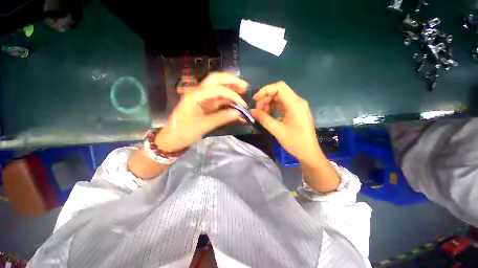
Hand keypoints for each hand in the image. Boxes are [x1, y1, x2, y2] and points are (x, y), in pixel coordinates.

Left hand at [155, 73, 248, 151]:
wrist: (173, 138)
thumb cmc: (184, 132)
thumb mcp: (203, 126)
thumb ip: (221, 118)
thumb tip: (238, 113)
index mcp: (195, 96)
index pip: (216, 89)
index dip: (231, 95)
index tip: (242, 104)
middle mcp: (198, 92)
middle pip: (215, 80)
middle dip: (231, 81)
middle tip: (244, 86)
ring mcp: (202, 98)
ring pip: (217, 87)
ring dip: (230, 87)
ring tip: (243, 90)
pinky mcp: (205, 104)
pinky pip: (218, 98)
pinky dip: (227, 98)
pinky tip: (235, 101)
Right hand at [251, 82, 320, 160]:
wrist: (308, 152)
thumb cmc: (295, 142)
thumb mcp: (277, 130)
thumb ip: (263, 119)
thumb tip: (251, 111)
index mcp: (295, 104)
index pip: (279, 87)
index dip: (265, 90)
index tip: (255, 100)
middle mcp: (297, 101)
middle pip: (279, 92)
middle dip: (265, 98)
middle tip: (257, 110)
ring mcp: (297, 106)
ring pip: (279, 98)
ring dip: (268, 103)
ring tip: (262, 114)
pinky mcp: (295, 111)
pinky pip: (282, 104)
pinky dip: (273, 107)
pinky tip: (268, 115)